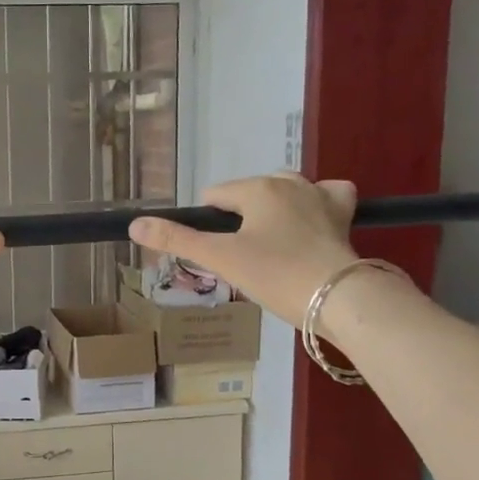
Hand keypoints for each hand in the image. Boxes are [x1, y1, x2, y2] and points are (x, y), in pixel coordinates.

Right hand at [130, 174, 361, 325]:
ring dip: (273, 210)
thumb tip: (134, 225)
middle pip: (249, 193)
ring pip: (286, 190)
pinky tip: (311, 222)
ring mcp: (320, 195)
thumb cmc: (276, 275)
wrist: (339, 297)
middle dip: (240, 219)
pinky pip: (327, 195)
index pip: (215, 196)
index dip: (207, 225)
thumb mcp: (221, 259)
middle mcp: (289, 182)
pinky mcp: (344, 214)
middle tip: (243, 258)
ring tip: (271, 245)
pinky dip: (316, 204)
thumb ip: (177, 240)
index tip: (216, 255)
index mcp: (257, 188)